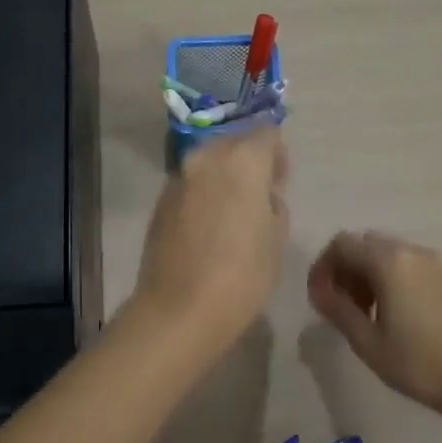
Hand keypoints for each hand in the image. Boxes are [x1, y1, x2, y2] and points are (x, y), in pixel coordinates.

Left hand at [133, 126, 289, 353]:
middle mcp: (206, 158)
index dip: (278, 154)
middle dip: (249, 159)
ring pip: (208, 162)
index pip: (267, 133)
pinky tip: (208, 225)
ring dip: (223, 175)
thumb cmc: (242, 275)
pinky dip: (203, 193)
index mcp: (242, 160)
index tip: (280, 181)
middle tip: (259, 194)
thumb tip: (261, 194)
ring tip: (232, 211)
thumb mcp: (276, 239)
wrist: (180, 309)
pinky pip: (190, 184)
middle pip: (234, 142)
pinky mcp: (160, 201)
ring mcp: (178, 178)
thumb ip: (273, 203)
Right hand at [307, 230, 441, 413]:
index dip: (323, 268)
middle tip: (339, 306)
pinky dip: (385, 276)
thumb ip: (336, 307)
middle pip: (362, 244)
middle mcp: (409, 250)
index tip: (319, 298)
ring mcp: (430, 261)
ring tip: (362, 312)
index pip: (341, 245)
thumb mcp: (365, 340)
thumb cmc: (415, 363)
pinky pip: (403, 262)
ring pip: (382, 252)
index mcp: (389, 261)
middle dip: (343, 270)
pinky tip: (387, 310)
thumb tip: (318, 290)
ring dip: (364, 273)